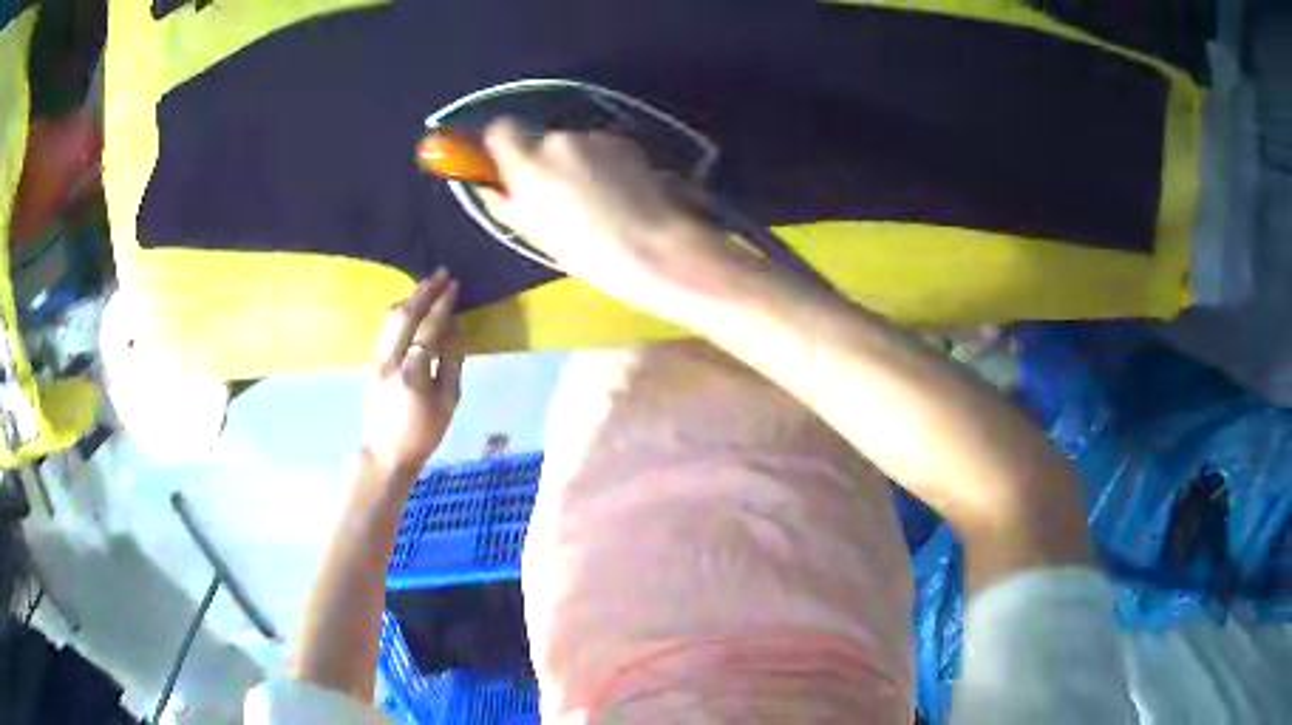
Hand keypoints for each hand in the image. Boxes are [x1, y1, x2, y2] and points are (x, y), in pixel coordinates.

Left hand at [362, 270, 463, 475]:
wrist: (387, 452)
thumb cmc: (424, 433)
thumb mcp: (448, 403)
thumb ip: (451, 363)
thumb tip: (455, 329)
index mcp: (413, 373)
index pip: (429, 329)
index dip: (442, 305)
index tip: (454, 285)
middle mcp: (390, 361)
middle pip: (405, 316)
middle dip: (424, 292)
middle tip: (440, 274)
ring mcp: (378, 360)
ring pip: (390, 319)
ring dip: (409, 299)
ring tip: (426, 287)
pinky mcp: (373, 363)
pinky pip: (386, 329)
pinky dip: (399, 312)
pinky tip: (409, 308)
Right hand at [480, 119, 744, 322]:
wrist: (661, 249)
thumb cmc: (591, 254)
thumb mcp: (536, 235)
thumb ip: (505, 203)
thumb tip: (489, 186)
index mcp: (530, 164)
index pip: (501, 130)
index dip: (503, 147)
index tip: (510, 168)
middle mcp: (561, 140)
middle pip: (543, 142)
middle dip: (549, 163)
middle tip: (564, 201)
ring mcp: (599, 139)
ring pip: (578, 146)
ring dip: (582, 165)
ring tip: (602, 204)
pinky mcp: (630, 143)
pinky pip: (606, 150)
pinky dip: (609, 166)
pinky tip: (625, 197)